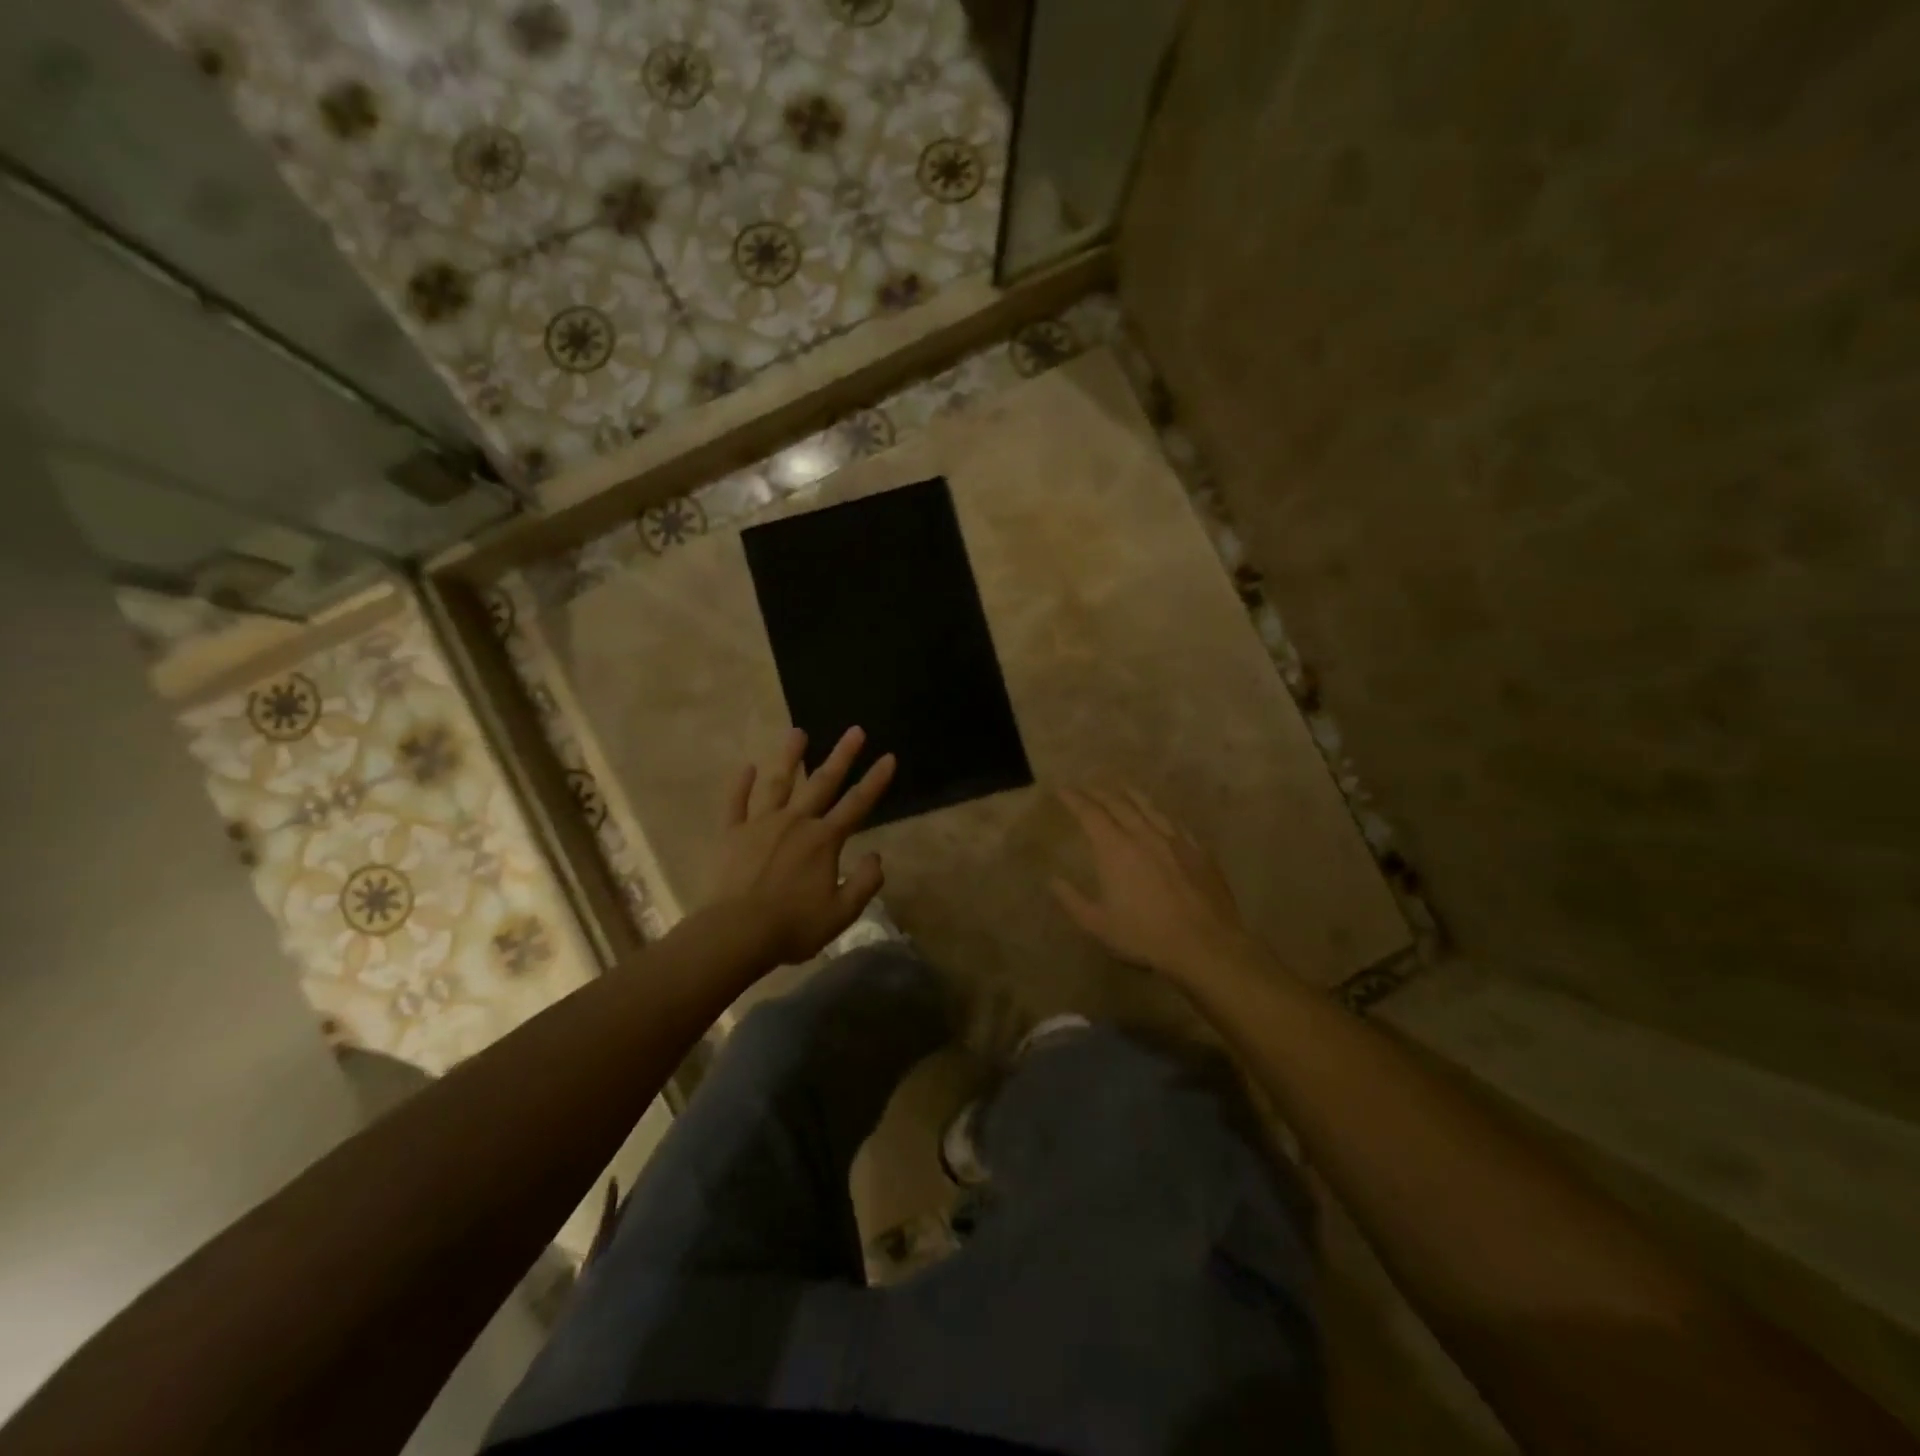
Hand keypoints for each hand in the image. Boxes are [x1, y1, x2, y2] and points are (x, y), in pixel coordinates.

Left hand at [709, 726, 895, 966]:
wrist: (736, 934)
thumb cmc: (792, 926)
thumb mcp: (841, 913)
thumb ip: (864, 882)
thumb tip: (877, 856)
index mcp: (823, 840)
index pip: (857, 804)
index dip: (875, 780)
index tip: (889, 757)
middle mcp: (795, 822)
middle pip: (822, 783)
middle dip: (842, 756)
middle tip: (854, 730)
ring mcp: (760, 824)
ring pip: (778, 783)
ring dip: (790, 757)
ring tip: (798, 732)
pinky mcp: (732, 834)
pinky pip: (736, 803)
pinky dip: (740, 784)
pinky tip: (746, 767)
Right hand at [1053, 787, 1265, 985]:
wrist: (1205, 945)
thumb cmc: (1145, 936)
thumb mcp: (1098, 924)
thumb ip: (1072, 900)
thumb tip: (1053, 880)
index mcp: (1114, 849)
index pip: (1090, 813)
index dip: (1074, 799)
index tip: (1063, 790)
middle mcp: (1143, 834)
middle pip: (1118, 803)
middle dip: (1099, 792)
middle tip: (1087, 786)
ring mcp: (1174, 840)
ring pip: (1149, 806)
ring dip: (1131, 794)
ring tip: (1121, 787)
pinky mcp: (1198, 850)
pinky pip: (1175, 822)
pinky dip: (1161, 812)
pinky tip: (1161, 814)